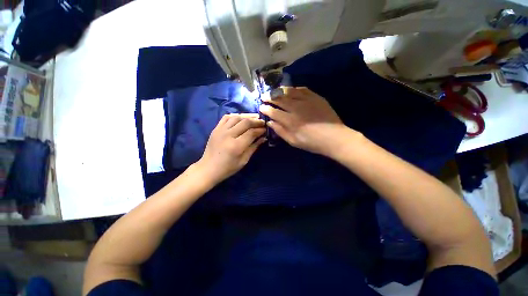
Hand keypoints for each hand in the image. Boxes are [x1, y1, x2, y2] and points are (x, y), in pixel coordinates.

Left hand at [195, 113, 265, 183]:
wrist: (208, 168)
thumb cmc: (228, 168)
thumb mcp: (244, 160)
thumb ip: (254, 147)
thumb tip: (263, 138)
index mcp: (236, 146)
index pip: (251, 132)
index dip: (260, 130)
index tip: (266, 129)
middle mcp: (228, 135)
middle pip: (245, 122)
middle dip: (256, 121)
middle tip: (263, 122)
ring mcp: (220, 130)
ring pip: (236, 117)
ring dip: (247, 116)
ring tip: (254, 118)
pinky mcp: (216, 129)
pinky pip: (226, 117)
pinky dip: (235, 116)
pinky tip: (241, 118)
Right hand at [260, 87, 356, 156]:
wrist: (334, 137)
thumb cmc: (312, 142)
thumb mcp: (293, 141)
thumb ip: (280, 131)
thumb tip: (270, 122)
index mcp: (290, 121)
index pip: (273, 112)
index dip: (265, 109)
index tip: (261, 107)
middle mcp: (296, 108)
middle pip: (279, 99)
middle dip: (269, 97)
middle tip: (264, 96)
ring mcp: (306, 101)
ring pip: (289, 92)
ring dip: (279, 91)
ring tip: (273, 91)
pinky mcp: (315, 97)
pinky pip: (302, 89)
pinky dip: (293, 89)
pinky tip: (290, 90)